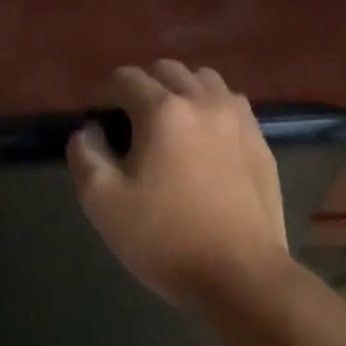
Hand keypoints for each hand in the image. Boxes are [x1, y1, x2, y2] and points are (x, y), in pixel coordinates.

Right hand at [67, 60, 288, 306]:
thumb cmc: (165, 239)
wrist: (241, 275)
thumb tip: (90, 131)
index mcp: (163, 110)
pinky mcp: (260, 142)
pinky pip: (230, 105)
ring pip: (203, 81)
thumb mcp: (102, 202)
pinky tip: (203, 145)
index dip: (103, 98)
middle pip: (166, 71)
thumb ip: (85, 155)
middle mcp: (204, 101)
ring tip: (169, 130)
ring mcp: (239, 119)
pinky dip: (209, 110)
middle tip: (131, 129)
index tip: (99, 128)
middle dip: (142, 89)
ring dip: (179, 93)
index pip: (124, 78)